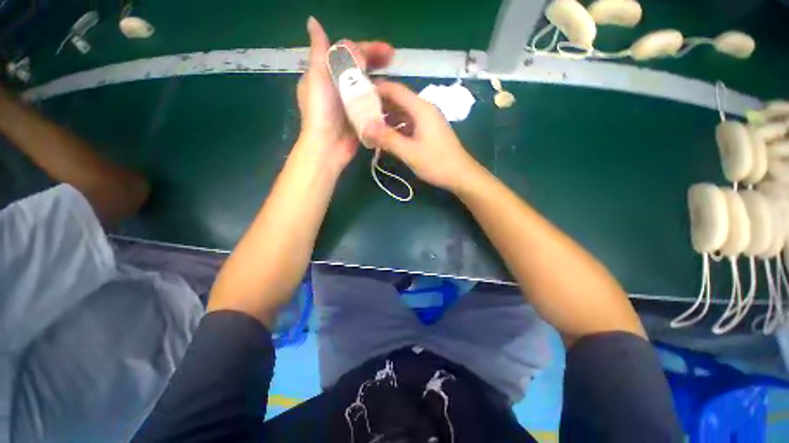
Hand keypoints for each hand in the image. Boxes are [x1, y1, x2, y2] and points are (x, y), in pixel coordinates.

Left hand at [296, 17, 393, 172]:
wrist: (328, 146)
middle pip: (357, 68)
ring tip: (394, 79)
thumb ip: (319, 50)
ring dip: (378, 79)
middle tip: (394, 59)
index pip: (347, 53)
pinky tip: (389, 98)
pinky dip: (378, 99)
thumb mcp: (318, 77)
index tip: (387, 51)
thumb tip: (313, 21)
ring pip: (364, 85)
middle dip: (375, 61)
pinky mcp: (357, 117)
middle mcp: (336, 87)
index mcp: (325, 74)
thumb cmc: (321, 111)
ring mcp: (347, 104)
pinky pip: (368, 103)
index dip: (367, 48)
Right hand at [362, 81, 483, 191]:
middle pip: (398, 100)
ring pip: (403, 113)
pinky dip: (397, 128)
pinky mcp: (429, 131)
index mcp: (421, 108)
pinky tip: (387, 137)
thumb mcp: (409, 152)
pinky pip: (409, 123)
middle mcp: (425, 109)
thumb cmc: (437, 163)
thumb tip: (364, 126)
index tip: (357, 95)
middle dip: (379, 105)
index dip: (376, 89)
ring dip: (387, 118)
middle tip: (359, 114)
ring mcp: (428, 120)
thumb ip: (387, 138)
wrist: (461, 175)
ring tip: (370, 127)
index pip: (395, 89)